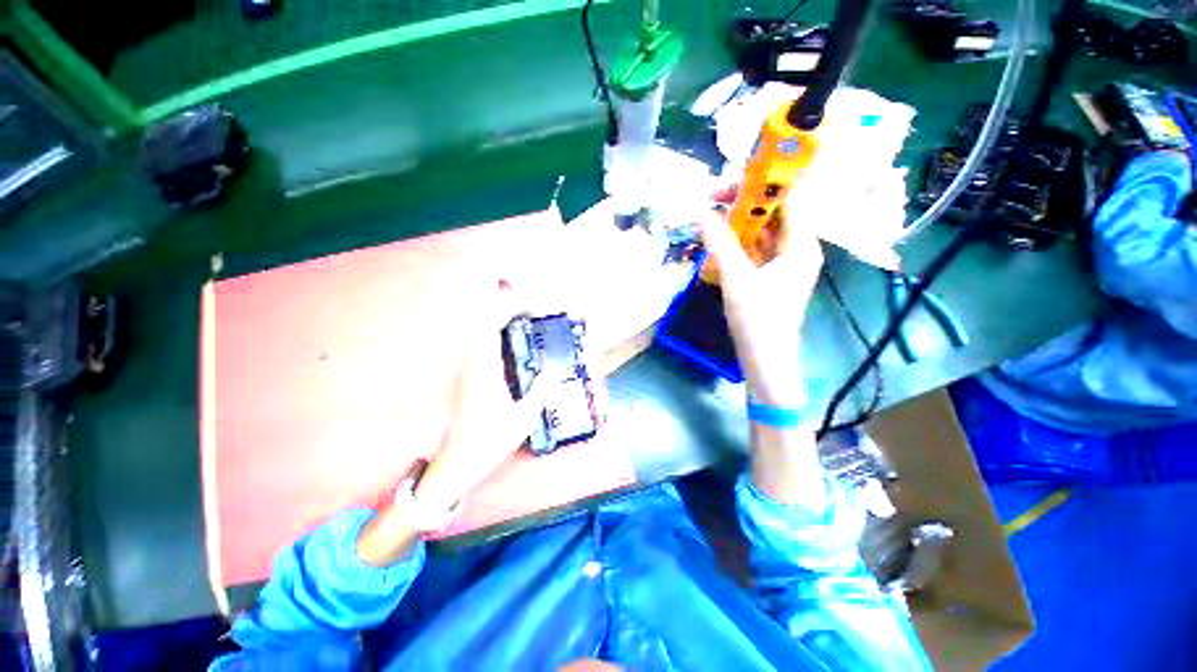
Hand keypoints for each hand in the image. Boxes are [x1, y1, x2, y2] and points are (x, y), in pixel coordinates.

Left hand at [357, 281, 546, 565]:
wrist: (458, 462)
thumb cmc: (488, 442)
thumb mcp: (521, 420)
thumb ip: (540, 393)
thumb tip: (554, 369)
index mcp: (484, 371)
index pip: (489, 327)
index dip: (503, 306)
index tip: (521, 294)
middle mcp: (472, 364)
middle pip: (479, 320)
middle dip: (494, 298)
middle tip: (514, 285)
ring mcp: (469, 368)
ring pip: (478, 329)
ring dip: (493, 311)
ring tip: (514, 300)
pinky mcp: (470, 374)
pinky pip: (481, 341)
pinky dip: (493, 327)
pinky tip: (508, 329)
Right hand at [700, 190, 823, 406]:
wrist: (765, 360)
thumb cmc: (758, 322)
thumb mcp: (737, 280)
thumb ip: (720, 244)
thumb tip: (702, 213)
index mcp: (800, 245)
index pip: (792, 197)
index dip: (769, 178)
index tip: (738, 171)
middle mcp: (797, 248)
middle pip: (775, 211)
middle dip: (746, 200)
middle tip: (714, 197)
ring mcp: (783, 262)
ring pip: (763, 228)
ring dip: (739, 219)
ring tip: (712, 214)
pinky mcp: (770, 274)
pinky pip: (756, 246)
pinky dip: (738, 239)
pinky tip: (719, 237)